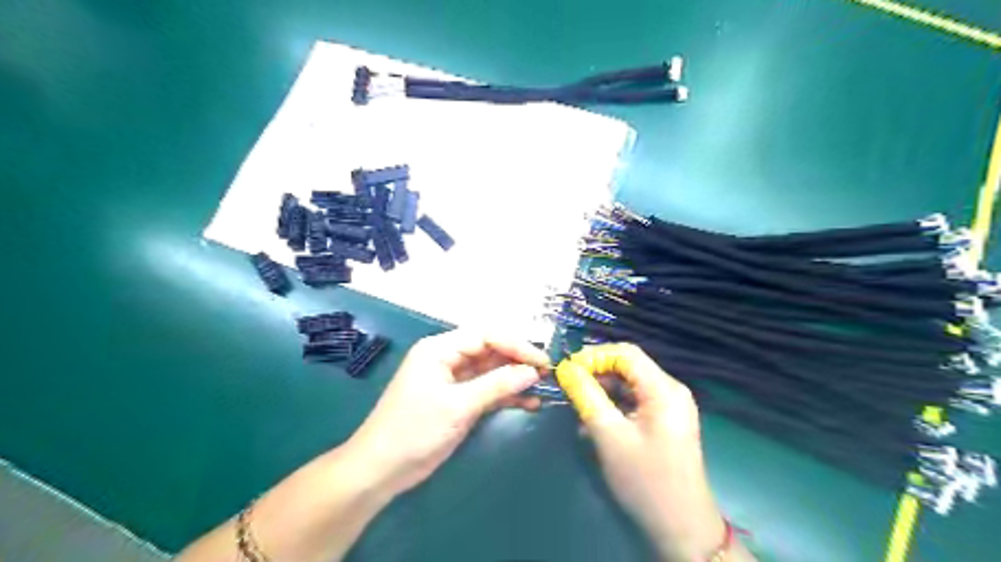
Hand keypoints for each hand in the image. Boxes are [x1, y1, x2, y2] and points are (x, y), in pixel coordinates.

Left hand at [343, 329, 545, 496]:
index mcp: (440, 349)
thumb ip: (497, 385)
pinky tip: (529, 402)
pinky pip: (487, 390)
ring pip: (491, 371)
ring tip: (543, 387)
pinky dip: (506, 395)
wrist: (382, 469)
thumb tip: (532, 372)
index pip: (486, 336)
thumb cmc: (414, 430)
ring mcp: (453, 380)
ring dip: (515, 378)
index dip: (516, 345)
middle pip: (490, 350)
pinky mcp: (458, 400)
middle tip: (547, 373)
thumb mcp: (458, 406)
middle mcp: (448, 358)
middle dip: (518, 360)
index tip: (542, 361)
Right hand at [556, 343, 728, 561]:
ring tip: (579, 407)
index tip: (568, 370)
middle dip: (596, 374)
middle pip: (628, 367)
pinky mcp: (665, 422)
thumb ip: (586, 396)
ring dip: (602, 391)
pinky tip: (595, 422)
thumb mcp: (608, 435)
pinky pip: (635, 402)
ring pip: (629, 385)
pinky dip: (613, 406)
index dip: (594, 356)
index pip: (625, 353)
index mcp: (663, 389)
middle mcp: (670, 391)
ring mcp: (670, 407)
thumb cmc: (645, 480)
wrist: (681, 528)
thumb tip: (566, 369)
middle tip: (569, 388)